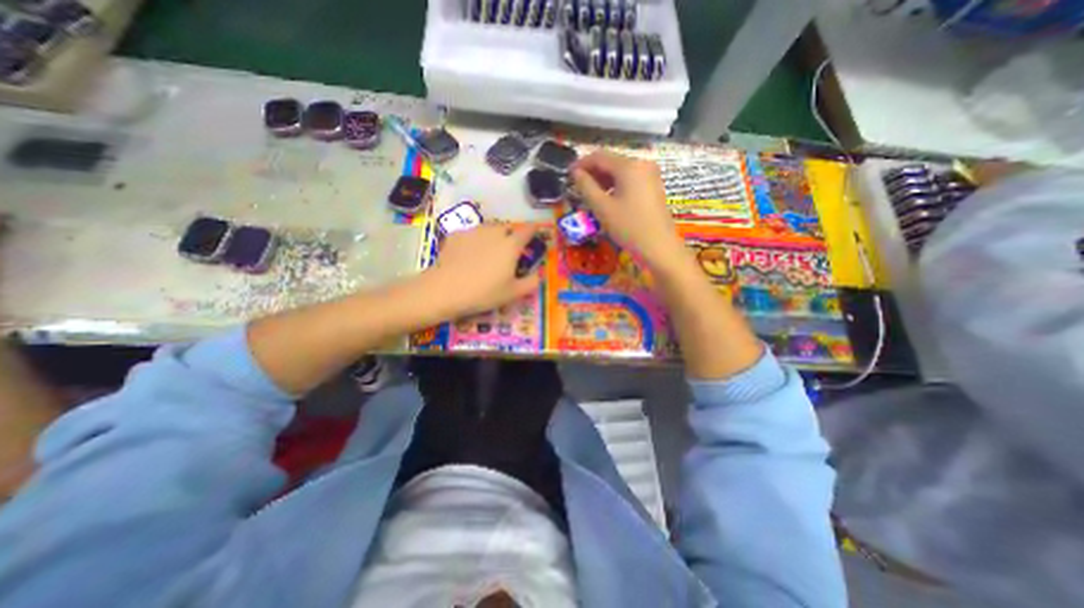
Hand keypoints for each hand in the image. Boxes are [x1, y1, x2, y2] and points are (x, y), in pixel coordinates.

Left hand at [423, 224, 541, 317]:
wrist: (446, 289)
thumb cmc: (484, 292)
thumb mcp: (513, 293)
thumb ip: (531, 282)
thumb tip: (538, 274)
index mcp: (511, 245)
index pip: (528, 230)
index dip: (534, 230)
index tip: (536, 233)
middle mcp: (494, 232)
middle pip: (508, 228)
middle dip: (512, 235)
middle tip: (509, 251)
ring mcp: (474, 231)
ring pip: (489, 229)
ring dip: (494, 237)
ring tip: (489, 252)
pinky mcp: (456, 235)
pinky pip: (472, 234)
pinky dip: (476, 241)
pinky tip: (469, 255)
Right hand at [568, 149, 684, 269]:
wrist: (659, 247)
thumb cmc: (629, 227)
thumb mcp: (602, 208)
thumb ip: (586, 186)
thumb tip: (575, 173)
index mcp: (629, 166)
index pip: (599, 156)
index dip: (581, 164)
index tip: (568, 175)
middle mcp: (642, 163)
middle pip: (611, 162)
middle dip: (592, 172)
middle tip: (577, 187)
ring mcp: (650, 175)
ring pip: (620, 171)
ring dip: (603, 180)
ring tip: (590, 195)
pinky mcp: (654, 186)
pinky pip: (630, 179)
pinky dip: (616, 185)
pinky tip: (608, 199)